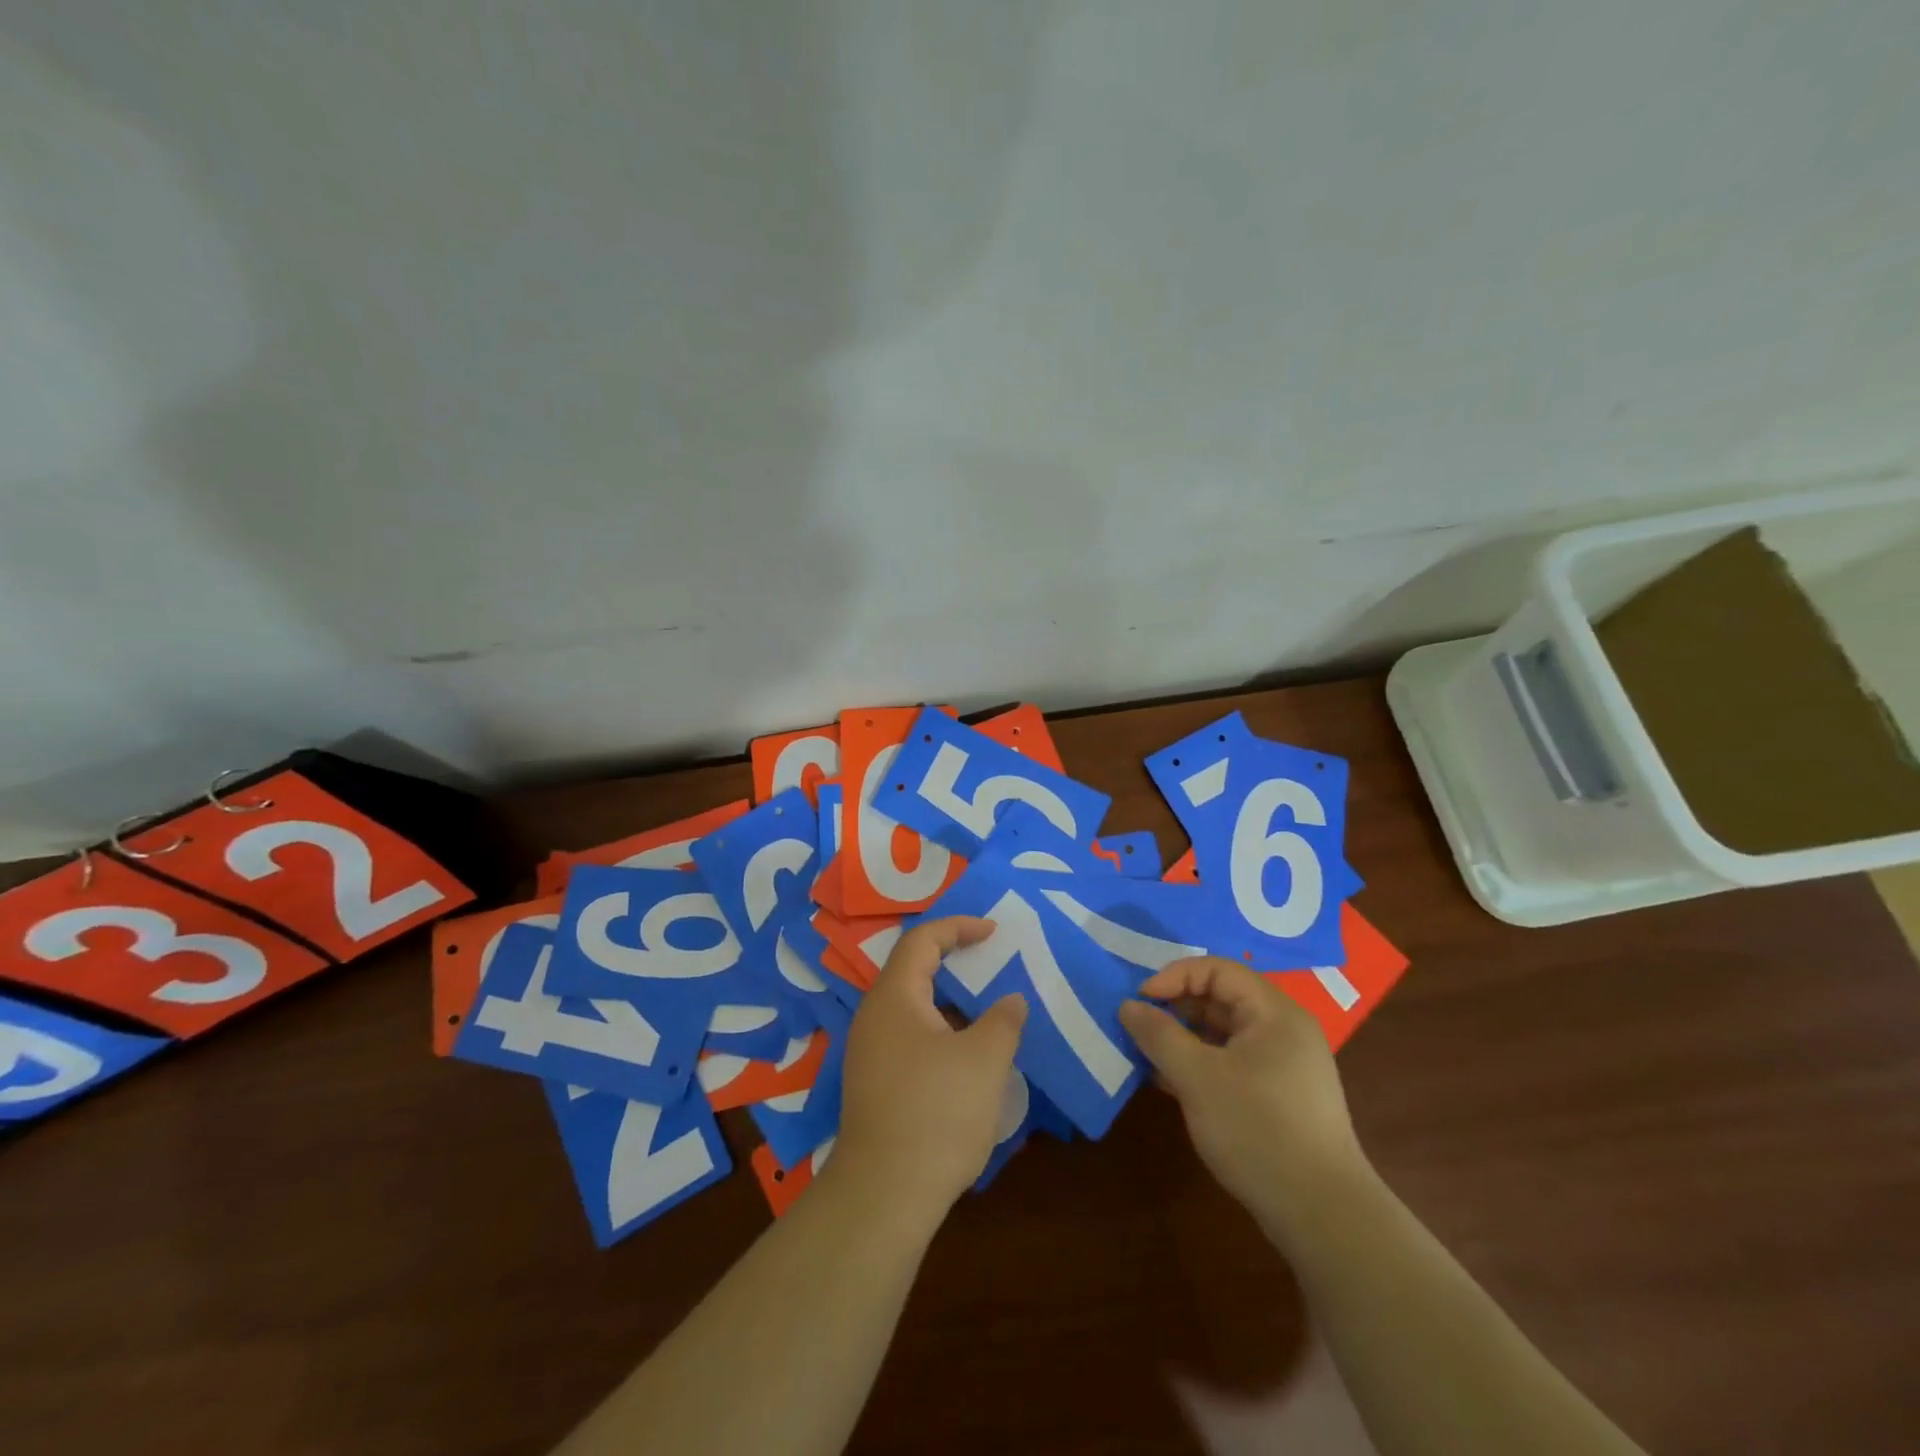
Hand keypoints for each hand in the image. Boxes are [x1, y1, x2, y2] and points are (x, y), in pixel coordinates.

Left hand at [832, 916, 1027, 1222]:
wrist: (884, 1196)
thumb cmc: (937, 1112)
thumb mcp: (984, 1060)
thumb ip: (1003, 1020)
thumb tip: (1010, 1001)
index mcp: (894, 997)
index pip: (922, 941)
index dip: (958, 927)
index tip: (993, 931)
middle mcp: (874, 1017)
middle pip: (913, 971)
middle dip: (954, 961)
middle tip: (992, 962)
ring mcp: (870, 1053)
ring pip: (913, 1008)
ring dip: (950, 1001)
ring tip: (988, 1007)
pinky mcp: (875, 1084)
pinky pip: (910, 1037)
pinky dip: (941, 1030)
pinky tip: (968, 1055)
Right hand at [1119, 957, 1368, 1241]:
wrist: (1323, 1216)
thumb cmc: (1258, 1130)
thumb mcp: (1197, 1077)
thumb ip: (1159, 1035)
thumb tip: (1128, 1006)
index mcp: (1273, 1012)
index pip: (1217, 970)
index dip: (1174, 977)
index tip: (1140, 1002)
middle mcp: (1283, 1029)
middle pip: (1221, 999)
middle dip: (1175, 1008)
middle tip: (1138, 1027)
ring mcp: (1284, 1065)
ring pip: (1223, 1034)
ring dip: (1183, 1039)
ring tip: (1147, 1055)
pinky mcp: (1280, 1097)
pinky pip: (1232, 1062)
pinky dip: (1200, 1065)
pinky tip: (1169, 1084)